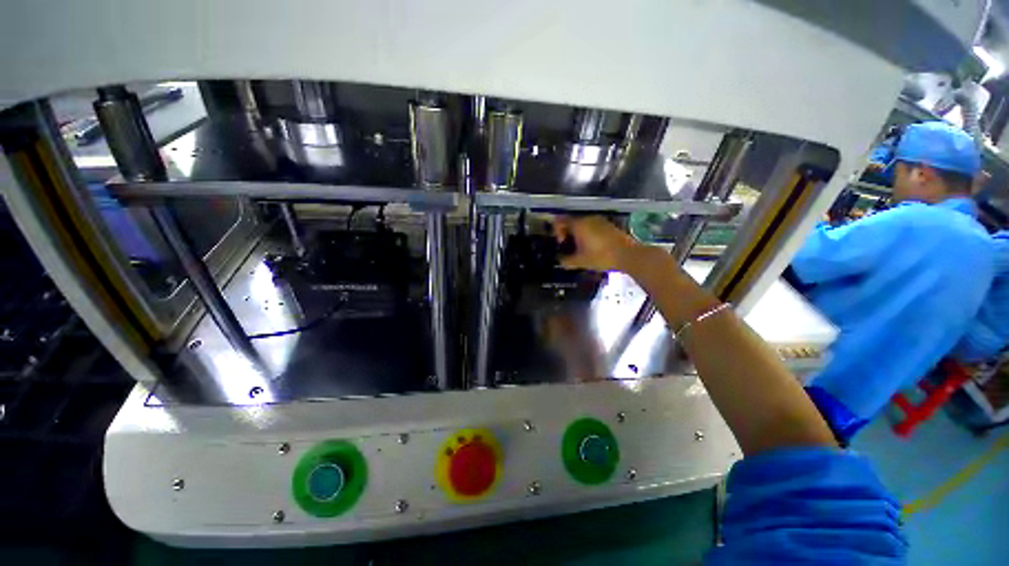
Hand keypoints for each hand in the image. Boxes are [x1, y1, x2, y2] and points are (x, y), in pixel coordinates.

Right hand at [551, 216, 639, 271]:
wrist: (627, 255)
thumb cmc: (600, 257)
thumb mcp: (580, 262)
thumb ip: (566, 261)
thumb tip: (559, 261)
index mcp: (578, 224)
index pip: (560, 221)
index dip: (557, 231)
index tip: (561, 243)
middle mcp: (588, 218)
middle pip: (571, 222)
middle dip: (567, 234)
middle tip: (569, 248)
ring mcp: (599, 220)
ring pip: (582, 224)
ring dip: (578, 234)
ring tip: (580, 248)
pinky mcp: (608, 224)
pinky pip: (592, 226)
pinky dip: (588, 234)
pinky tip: (591, 246)